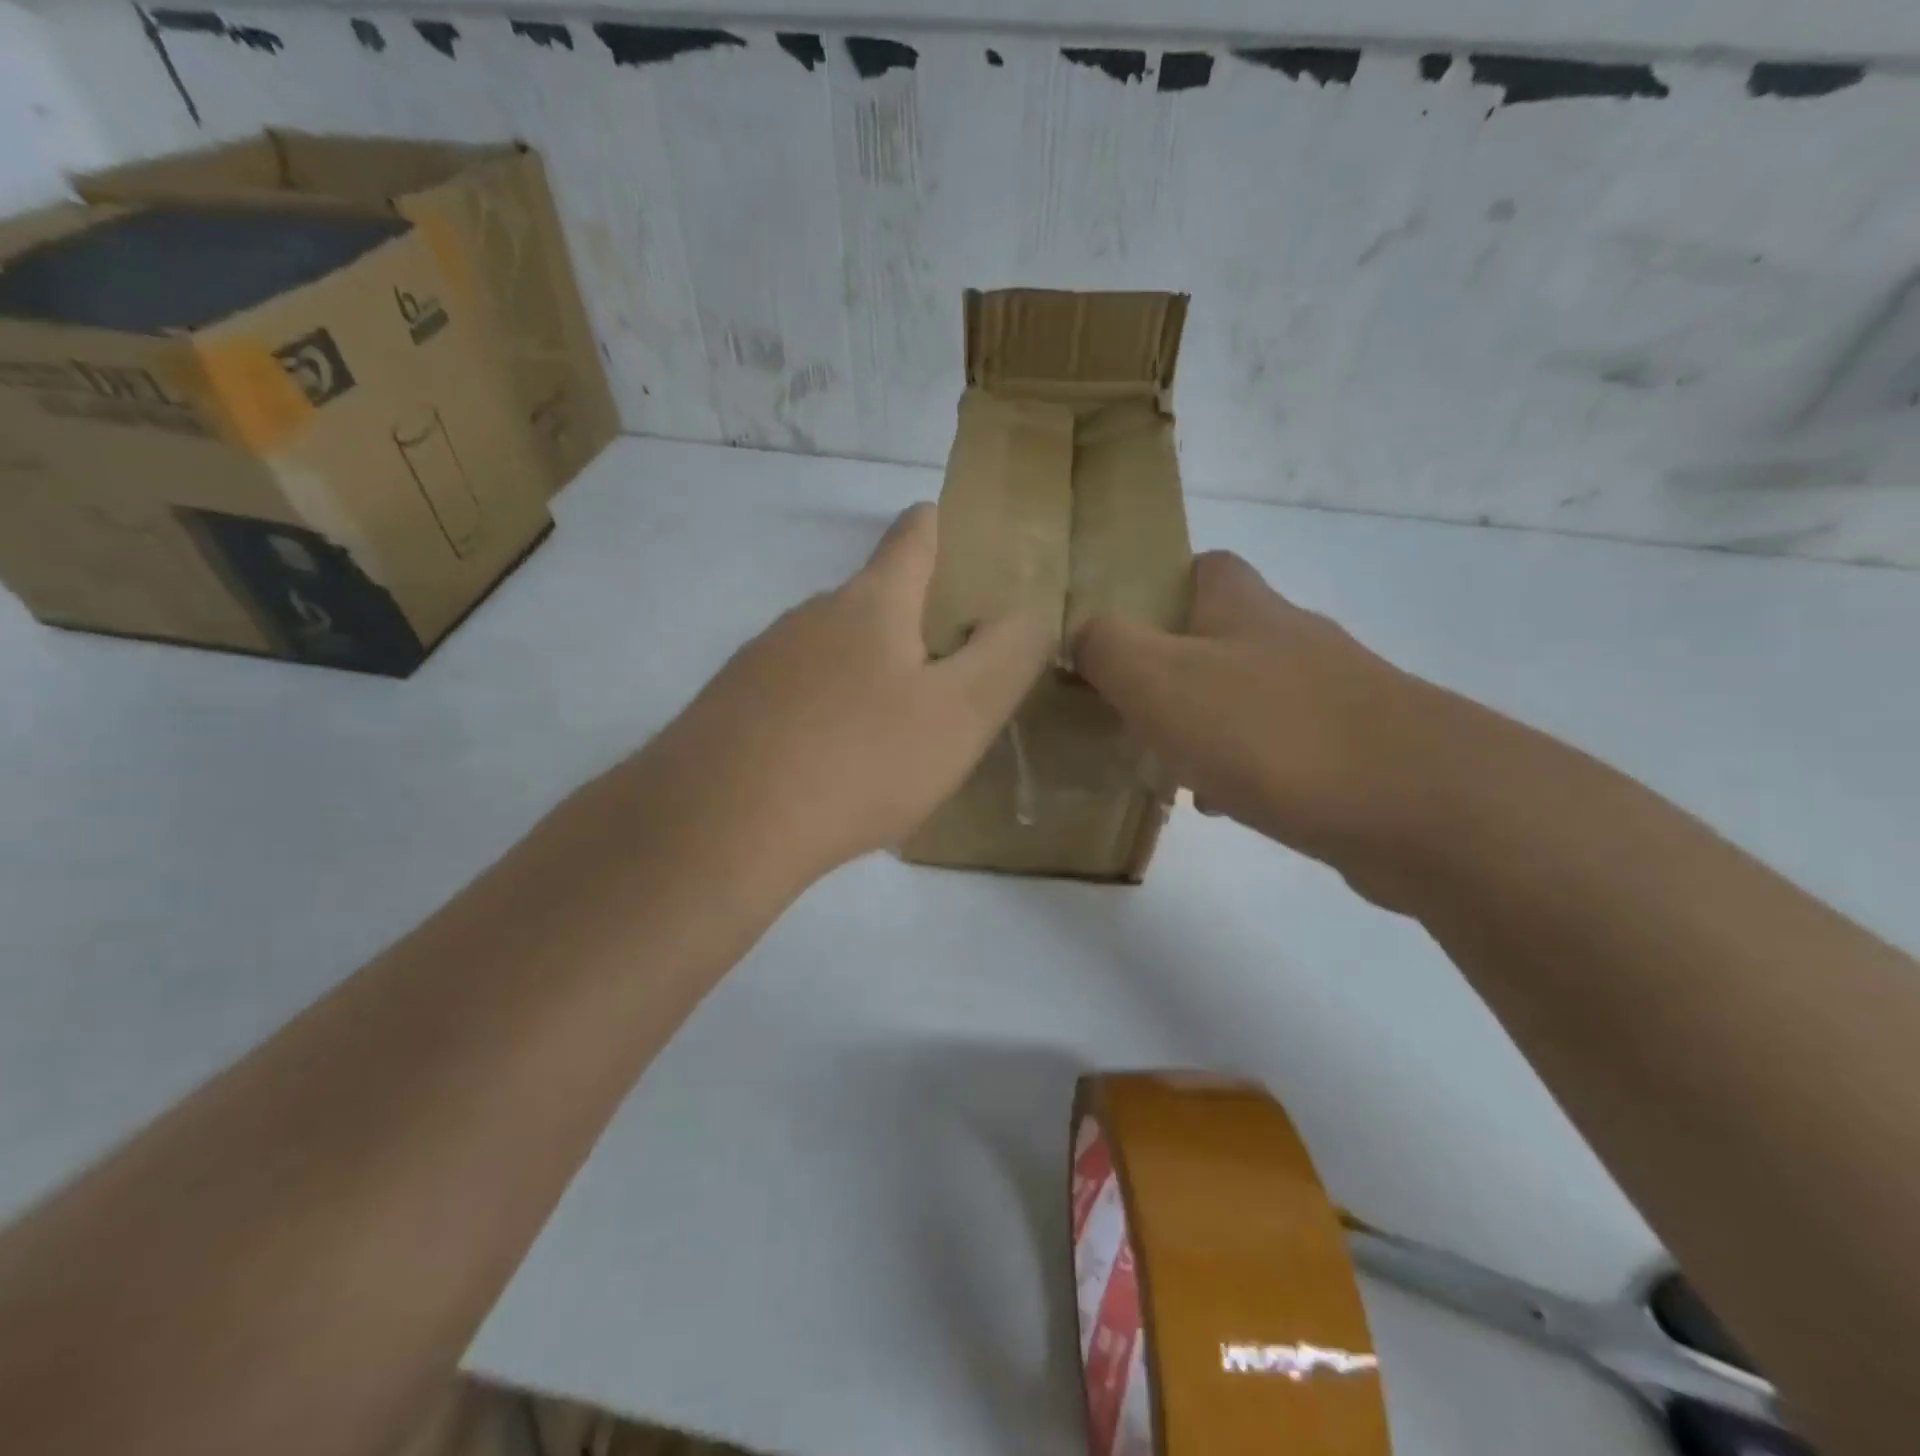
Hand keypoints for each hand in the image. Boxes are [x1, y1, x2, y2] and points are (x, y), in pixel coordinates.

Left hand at [635, 503, 1053, 889]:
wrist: (716, 828)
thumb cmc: (857, 761)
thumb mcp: (960, 714)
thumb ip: (1008, 656)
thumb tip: (1028, 611)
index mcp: (871, 603)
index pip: (914, 536)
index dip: (943, 527)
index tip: (963, 538)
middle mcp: (811, 616)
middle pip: (875, 600)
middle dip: (917, 624)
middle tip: (951, 676)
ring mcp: (761, 660)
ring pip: (833, 653)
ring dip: (869, 676)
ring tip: (894, 734)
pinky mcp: (729, 707)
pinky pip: (796, 696)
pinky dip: (826, 714)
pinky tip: (832, 765)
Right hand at [1074, 551, 1431, 870]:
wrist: (1416, 805)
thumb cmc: (1267, 729)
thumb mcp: (1156, 678)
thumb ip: (1105, 646)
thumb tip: (1081, 634)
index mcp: (1244, 607)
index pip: (1201, 567)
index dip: (1157, 588)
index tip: (1119, 633)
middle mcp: (1291, 638)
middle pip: (1220, 638)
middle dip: (1172, 670)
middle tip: (1129, 712)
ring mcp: (1332, 694)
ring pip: (1246, 698)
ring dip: (1204, 726)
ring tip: (1165, 769)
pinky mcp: (1357, 751)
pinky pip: (1280, 750)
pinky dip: (1244, 771)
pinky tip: (1224, 806)